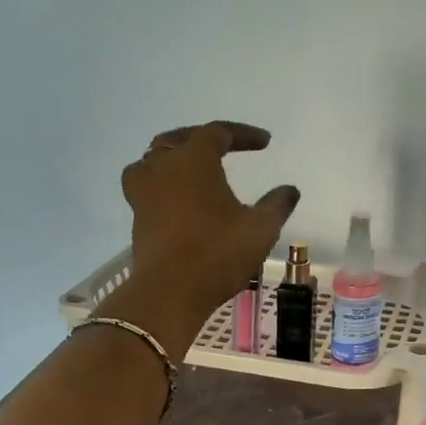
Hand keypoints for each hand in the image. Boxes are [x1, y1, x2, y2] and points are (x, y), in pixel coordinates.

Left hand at [121, 121, 299, 322]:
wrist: (169, 292)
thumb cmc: (217, 253)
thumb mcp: (260, 229)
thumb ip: (277, 204)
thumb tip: (289, 190)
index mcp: (194, 159)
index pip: (218, 132)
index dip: (244, 134)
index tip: (265, 143)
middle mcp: (163, 166)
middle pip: (181, 138)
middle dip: (205, 139)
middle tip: (226, 146)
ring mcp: (143, 191)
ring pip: (155, 159)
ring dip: (175, 158)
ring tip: (193, 168)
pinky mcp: (136, 216)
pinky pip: (148, 186)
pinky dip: (164, 183)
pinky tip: (178, 198)